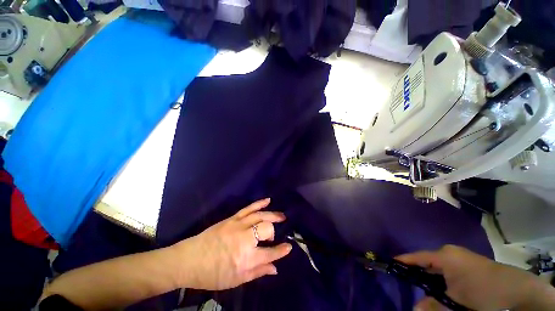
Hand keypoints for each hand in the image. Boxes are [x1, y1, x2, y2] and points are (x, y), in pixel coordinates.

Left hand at [170, 198, 291, 289]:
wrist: (190, 259)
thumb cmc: (213, 274)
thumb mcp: (236, 280)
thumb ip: (257, 273)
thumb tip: (275, 269)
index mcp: (245, 258)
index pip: (270, 253)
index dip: (281, 251)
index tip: (289, 247)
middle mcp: (244, 239)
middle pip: (266, 229)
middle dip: (274, 231)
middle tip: (276, 234)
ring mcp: (238, 225)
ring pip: (260, 215)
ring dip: (273, 214)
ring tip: (282, 216)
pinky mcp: (232, 218)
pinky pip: (249, 208)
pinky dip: (259, 203)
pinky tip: (268, 200)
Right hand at [397, 245, 552, 310]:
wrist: (517, 290)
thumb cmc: (483, 293)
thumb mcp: (457, 303)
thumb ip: (433, 306)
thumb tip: (414, 308)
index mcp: (444, 256)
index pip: (416, 257)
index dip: (402, 261)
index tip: (389, 265)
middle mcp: (450, 252)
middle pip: (426, 261)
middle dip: (416, 273)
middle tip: (406, 283)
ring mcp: (460, 256)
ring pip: (437, 266)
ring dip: (430, 278)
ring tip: (423, 289)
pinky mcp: (468, 262)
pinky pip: (447, 269)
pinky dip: (441, 278)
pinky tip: (442, 288)